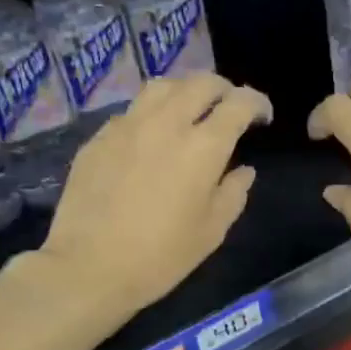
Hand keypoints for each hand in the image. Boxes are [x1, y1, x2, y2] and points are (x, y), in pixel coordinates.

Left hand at [42, 73, 269, 319]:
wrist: (89, 267)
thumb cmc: (160, 257)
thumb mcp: (211, 232)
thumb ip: (233, 193)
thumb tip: (243, 170)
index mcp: (202, 147)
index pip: (238, 103)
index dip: (256, 103)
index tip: (262, 117)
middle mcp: (166, 123)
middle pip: (201, 83)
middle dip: (223, 89)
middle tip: (229, 108)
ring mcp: (127, 126)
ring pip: (162, 86)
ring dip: (185, 91)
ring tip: (190, 110)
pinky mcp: (98, 137)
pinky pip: (132, 111)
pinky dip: (152, 114)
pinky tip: (150, 137)